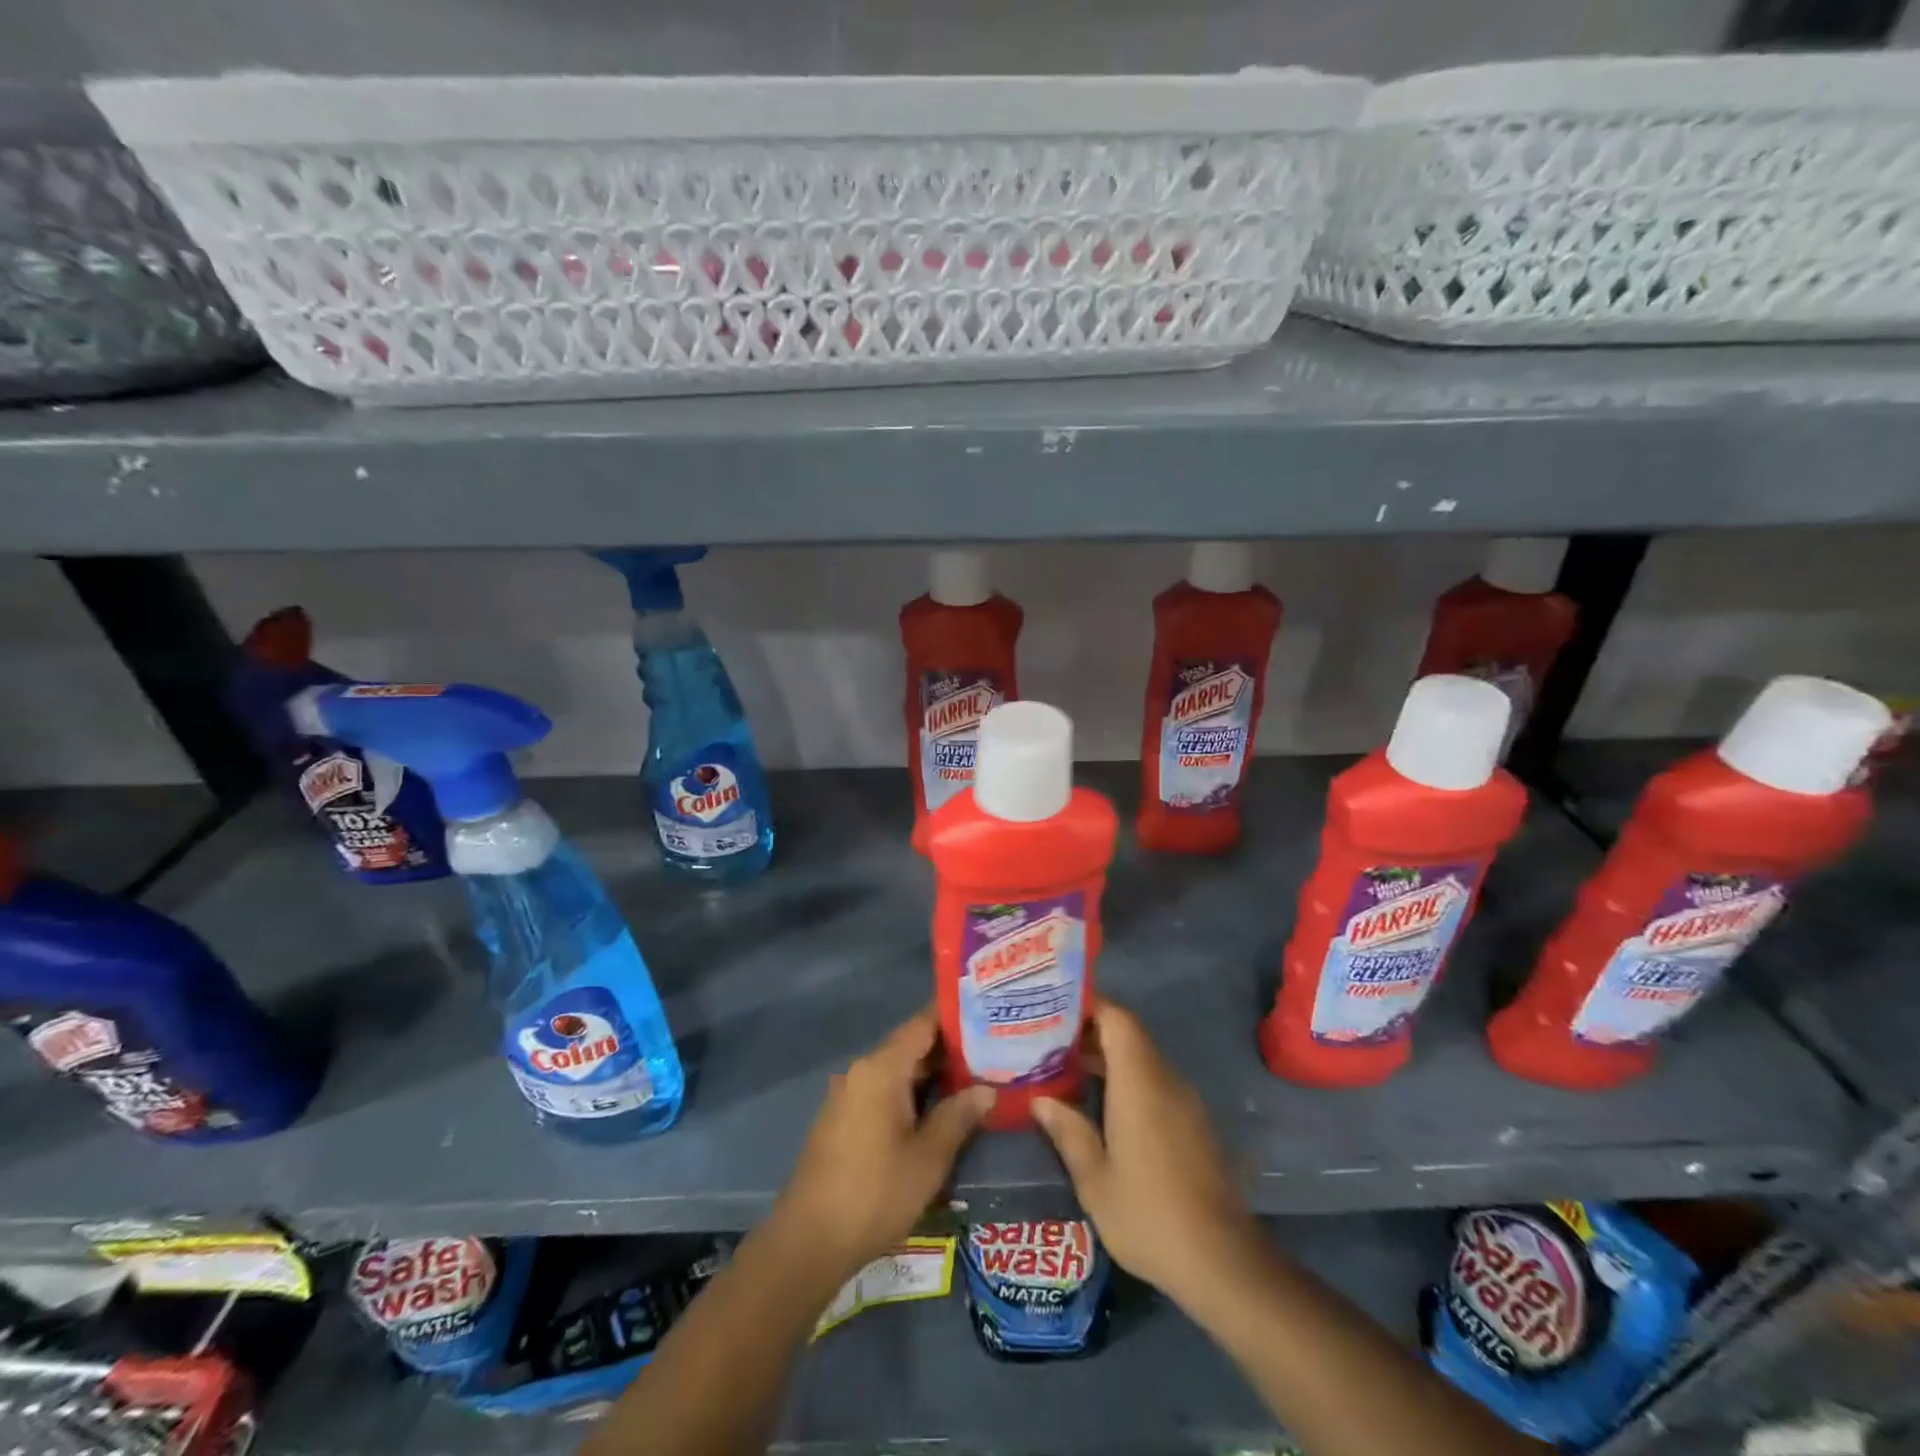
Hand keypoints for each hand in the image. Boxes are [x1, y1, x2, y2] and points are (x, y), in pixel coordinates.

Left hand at [772, 1006, 994, 1286]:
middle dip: (951, 1048)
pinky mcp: (845, 1119)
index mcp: (882, 1068)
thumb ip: (958, 1116)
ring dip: (933, 1074)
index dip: (955, 1015)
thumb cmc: (874, 1194)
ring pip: (899, 1070)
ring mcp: (850, 1094)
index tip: (988, 1011)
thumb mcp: (928, 1158)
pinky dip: (913, 1092)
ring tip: (977, 1076)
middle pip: (912, 1045)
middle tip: (995, 1049)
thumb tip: (986, 1089)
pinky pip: (885, 1090)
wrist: (808, 1242)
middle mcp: (863, 1071)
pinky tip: (940, 1108)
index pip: (923, 1023)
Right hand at [1033, 998, 1261, 1308]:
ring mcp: (1185, 1102)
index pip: (1117, 1018)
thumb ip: (1068, 1132)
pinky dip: (1127, 1081)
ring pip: (1142, 1059)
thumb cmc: (1149, 1216)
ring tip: (1066, 1072)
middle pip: (1128, 1035)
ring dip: (1107, 1058)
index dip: (1088, 1006)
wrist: (1223, 1262)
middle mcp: (1166, 1080)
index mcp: (1140, 1083)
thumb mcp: (1095, 1180)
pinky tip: (1102, 1107)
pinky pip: (1156, 1083)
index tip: (1054, 1010)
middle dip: (1089, 1033)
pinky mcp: (1195, 1123)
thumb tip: (1042, 1100)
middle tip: (1047, 1043)